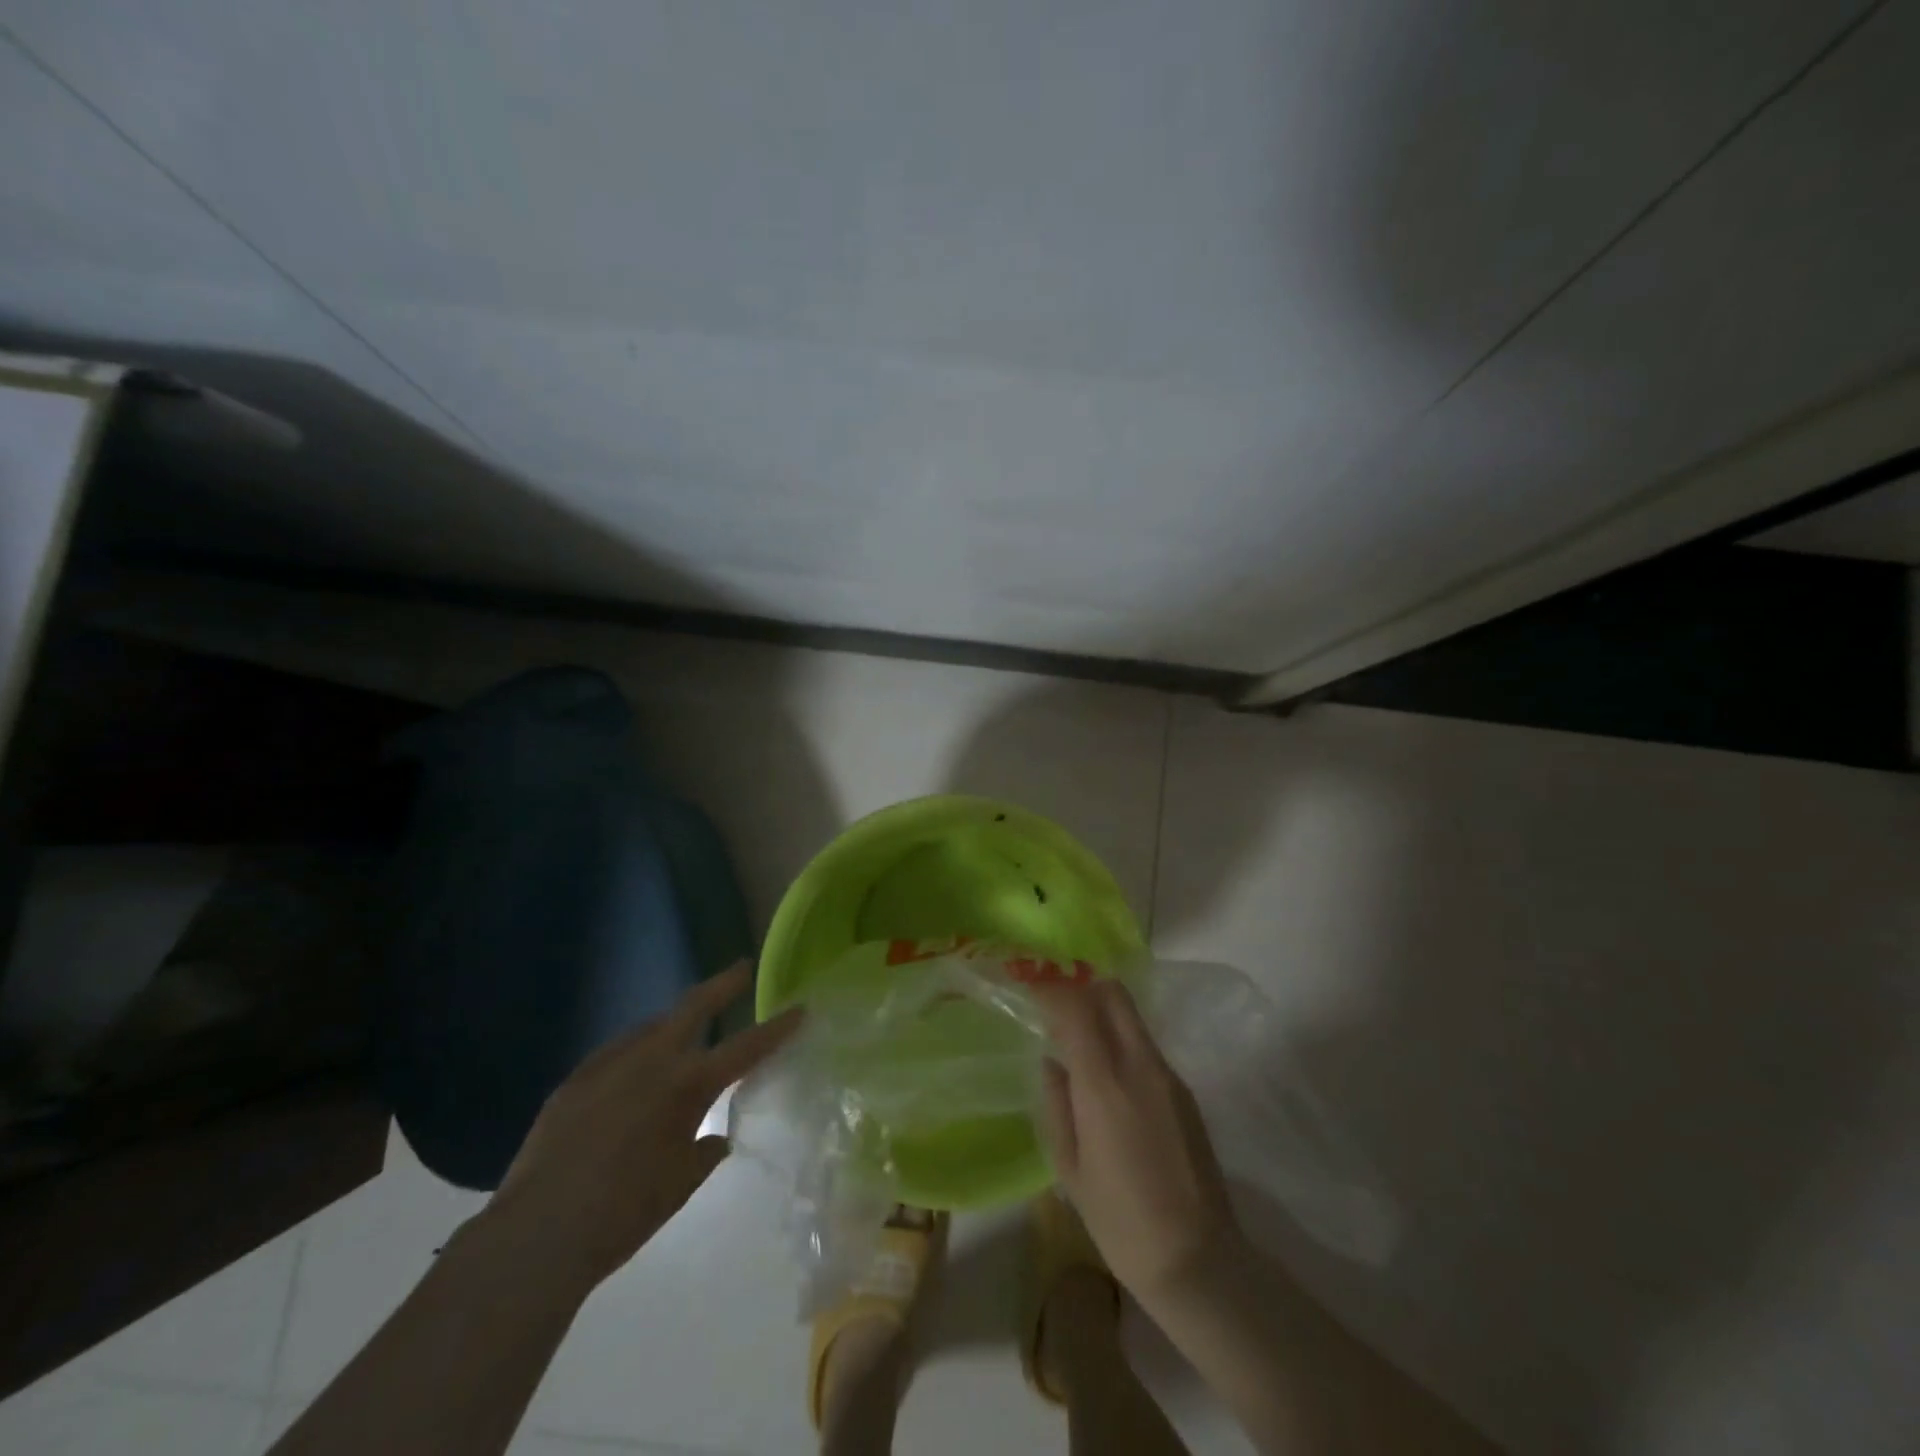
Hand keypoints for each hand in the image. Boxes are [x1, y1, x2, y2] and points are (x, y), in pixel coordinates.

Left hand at [482, 962, 801, 1288]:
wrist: (535, 1236)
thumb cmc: (622, 1214)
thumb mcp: (679, 1186)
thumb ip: (704, 1152)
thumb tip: (714, 1137)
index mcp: (687, 1085)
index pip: (746, 1048)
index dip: (777, 1028)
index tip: (800, 1008)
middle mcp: (651, 1061)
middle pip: (694, 1007)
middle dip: (722, 985)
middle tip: (740, 968)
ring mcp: (608, 1065)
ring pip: (651, 1026)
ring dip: (673, 1021)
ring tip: (685, 1026)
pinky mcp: (575, 1080)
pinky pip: (616, 1052)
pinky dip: (636, 1050)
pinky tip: (633, 1069)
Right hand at [1033, 978, 1241, 1313]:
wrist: (1198, 1261)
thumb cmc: (1120, 1222)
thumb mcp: (1070, 1169)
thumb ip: (1057, 1104)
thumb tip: (1052, 1062)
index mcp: (1105, 1084)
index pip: (1076, 1007)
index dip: (1051, 985)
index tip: (1030, 978)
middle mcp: (1140, 1066)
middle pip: (1113, 994)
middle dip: (1082, 984)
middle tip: (1055, 998)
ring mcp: (1168, 1076)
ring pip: (1131, 1017)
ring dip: (1102, 1010)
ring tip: (1075, 1034)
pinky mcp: (1185, 1091)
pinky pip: (1145, 1045)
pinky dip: (1120, 1038)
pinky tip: (1106, 1072)